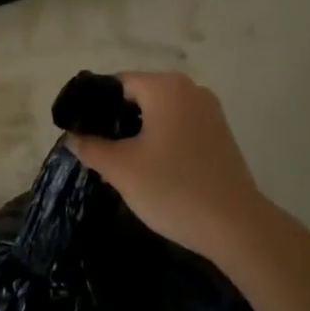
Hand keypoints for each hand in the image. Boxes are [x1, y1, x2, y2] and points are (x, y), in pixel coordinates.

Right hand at [64, 71, 264, 258]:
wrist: (236, 227)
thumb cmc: (173, 188)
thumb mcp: (121, 169)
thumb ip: (91, 147)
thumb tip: (73, 137)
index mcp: (165, 87)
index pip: (116, 84)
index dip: (94, 106)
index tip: (79, 132)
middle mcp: (190, 89)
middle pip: (140, 95)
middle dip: (116, 120)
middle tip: (96, 150)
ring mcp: (210, 112)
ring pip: (160, 113)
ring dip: (139, 132)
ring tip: (120, 162)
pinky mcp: (220, 135)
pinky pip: (179, 127)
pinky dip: (161, 140)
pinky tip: (151, 168)